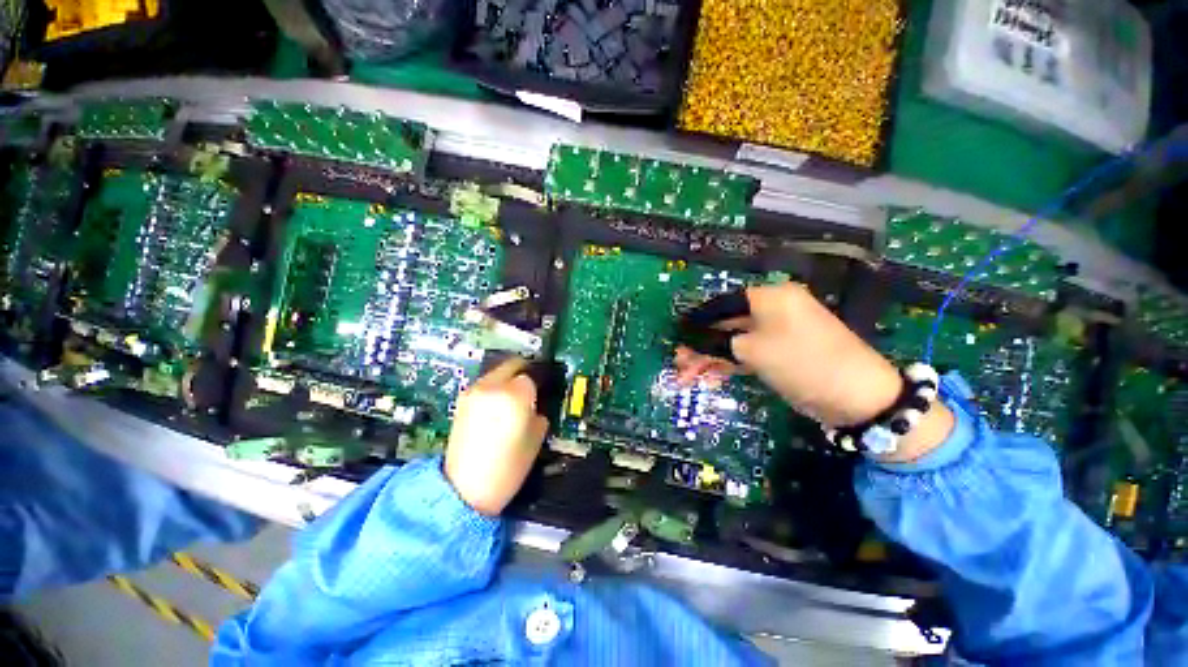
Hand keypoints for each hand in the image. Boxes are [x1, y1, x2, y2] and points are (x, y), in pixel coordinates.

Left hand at [445, 358, 548, 515]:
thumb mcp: (536, 438)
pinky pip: (485, 385)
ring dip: (509, 379)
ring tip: (514, 398)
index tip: (543, 390)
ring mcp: (473, 393)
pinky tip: (498, 406)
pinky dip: (495, 388)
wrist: (465, 490)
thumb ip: (539, 412)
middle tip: (532, 386)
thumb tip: (537, 403)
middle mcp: (491, 387)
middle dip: (524, 372)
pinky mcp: (462, 402)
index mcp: (513, 395)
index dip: (539, 384)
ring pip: (497, 372)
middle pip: (512, 365)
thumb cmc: (507, 468)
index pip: (531, 376)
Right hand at [674, 283, 952, 462]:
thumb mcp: (752, 350)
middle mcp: (772, 310)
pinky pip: (746, 354)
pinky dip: (728, 365)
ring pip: (733, 342)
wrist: (857, 396)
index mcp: (769, 297)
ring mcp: (776, 333)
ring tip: (688, 378)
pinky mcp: (779, 353)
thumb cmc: (801, 361)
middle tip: (679, 365)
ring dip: (710, 359)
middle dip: (700, 346)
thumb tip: (689, 339)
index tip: (677, 337)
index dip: (696, 321)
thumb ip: (715, 342)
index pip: (722, 304)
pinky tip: (710, 378)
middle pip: (725, 325)